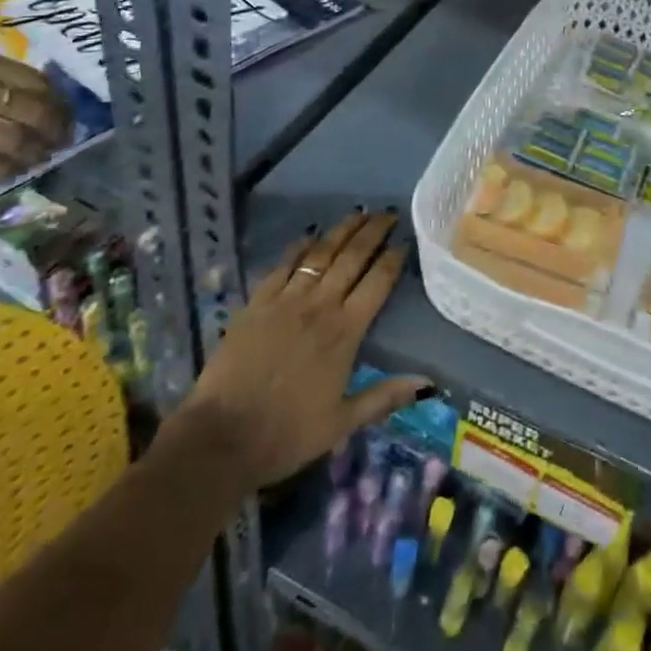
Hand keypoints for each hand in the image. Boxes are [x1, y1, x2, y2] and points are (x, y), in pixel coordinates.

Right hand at [0, 49, 69, 178]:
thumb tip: (31, 96)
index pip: (35, 82)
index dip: (58, 101)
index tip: (65, 113)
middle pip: (33, 111)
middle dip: (55, 128)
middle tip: (62, 140)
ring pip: (14, 140)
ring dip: (35, 152)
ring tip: (41, 158)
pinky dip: (6, 169)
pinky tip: (11, 172)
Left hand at [171, 212, 429, 491]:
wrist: (221, 438)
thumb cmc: (287, 433)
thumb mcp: (342, 423)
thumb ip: (385, 397)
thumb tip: (429, 385)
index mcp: (345, 331)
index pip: (378, 282)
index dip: (393, 258)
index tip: (406, 241)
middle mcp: (320, 305)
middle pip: (352, 257)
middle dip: (373, 232)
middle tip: (388, 213)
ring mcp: (287, 299)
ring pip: (321, 253)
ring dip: (342, 230)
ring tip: (358, 213)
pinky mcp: (257, 301)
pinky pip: (284, 264)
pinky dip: (300, 246)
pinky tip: (310, 235)